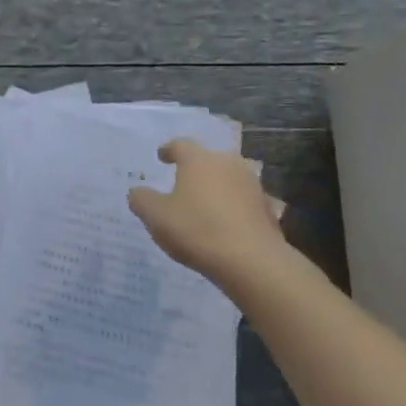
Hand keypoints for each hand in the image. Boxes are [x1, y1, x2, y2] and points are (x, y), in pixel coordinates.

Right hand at [128, 139, 289, 281]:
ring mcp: (252, 185)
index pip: (180, 145)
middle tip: (183, 182)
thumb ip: (142, 200)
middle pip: (208, 159)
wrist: (251, 261)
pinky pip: (245, 202)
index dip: (169, 150)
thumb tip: (138, 191)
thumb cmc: (196, 230)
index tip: (162, 156)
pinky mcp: (268, 208)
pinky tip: (228, 223)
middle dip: (196, 169)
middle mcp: (228, 164)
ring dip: (217, 187)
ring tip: (205, 204)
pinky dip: (235, 207)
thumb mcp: (155, 216)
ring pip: (229, 179)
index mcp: (198, 160)